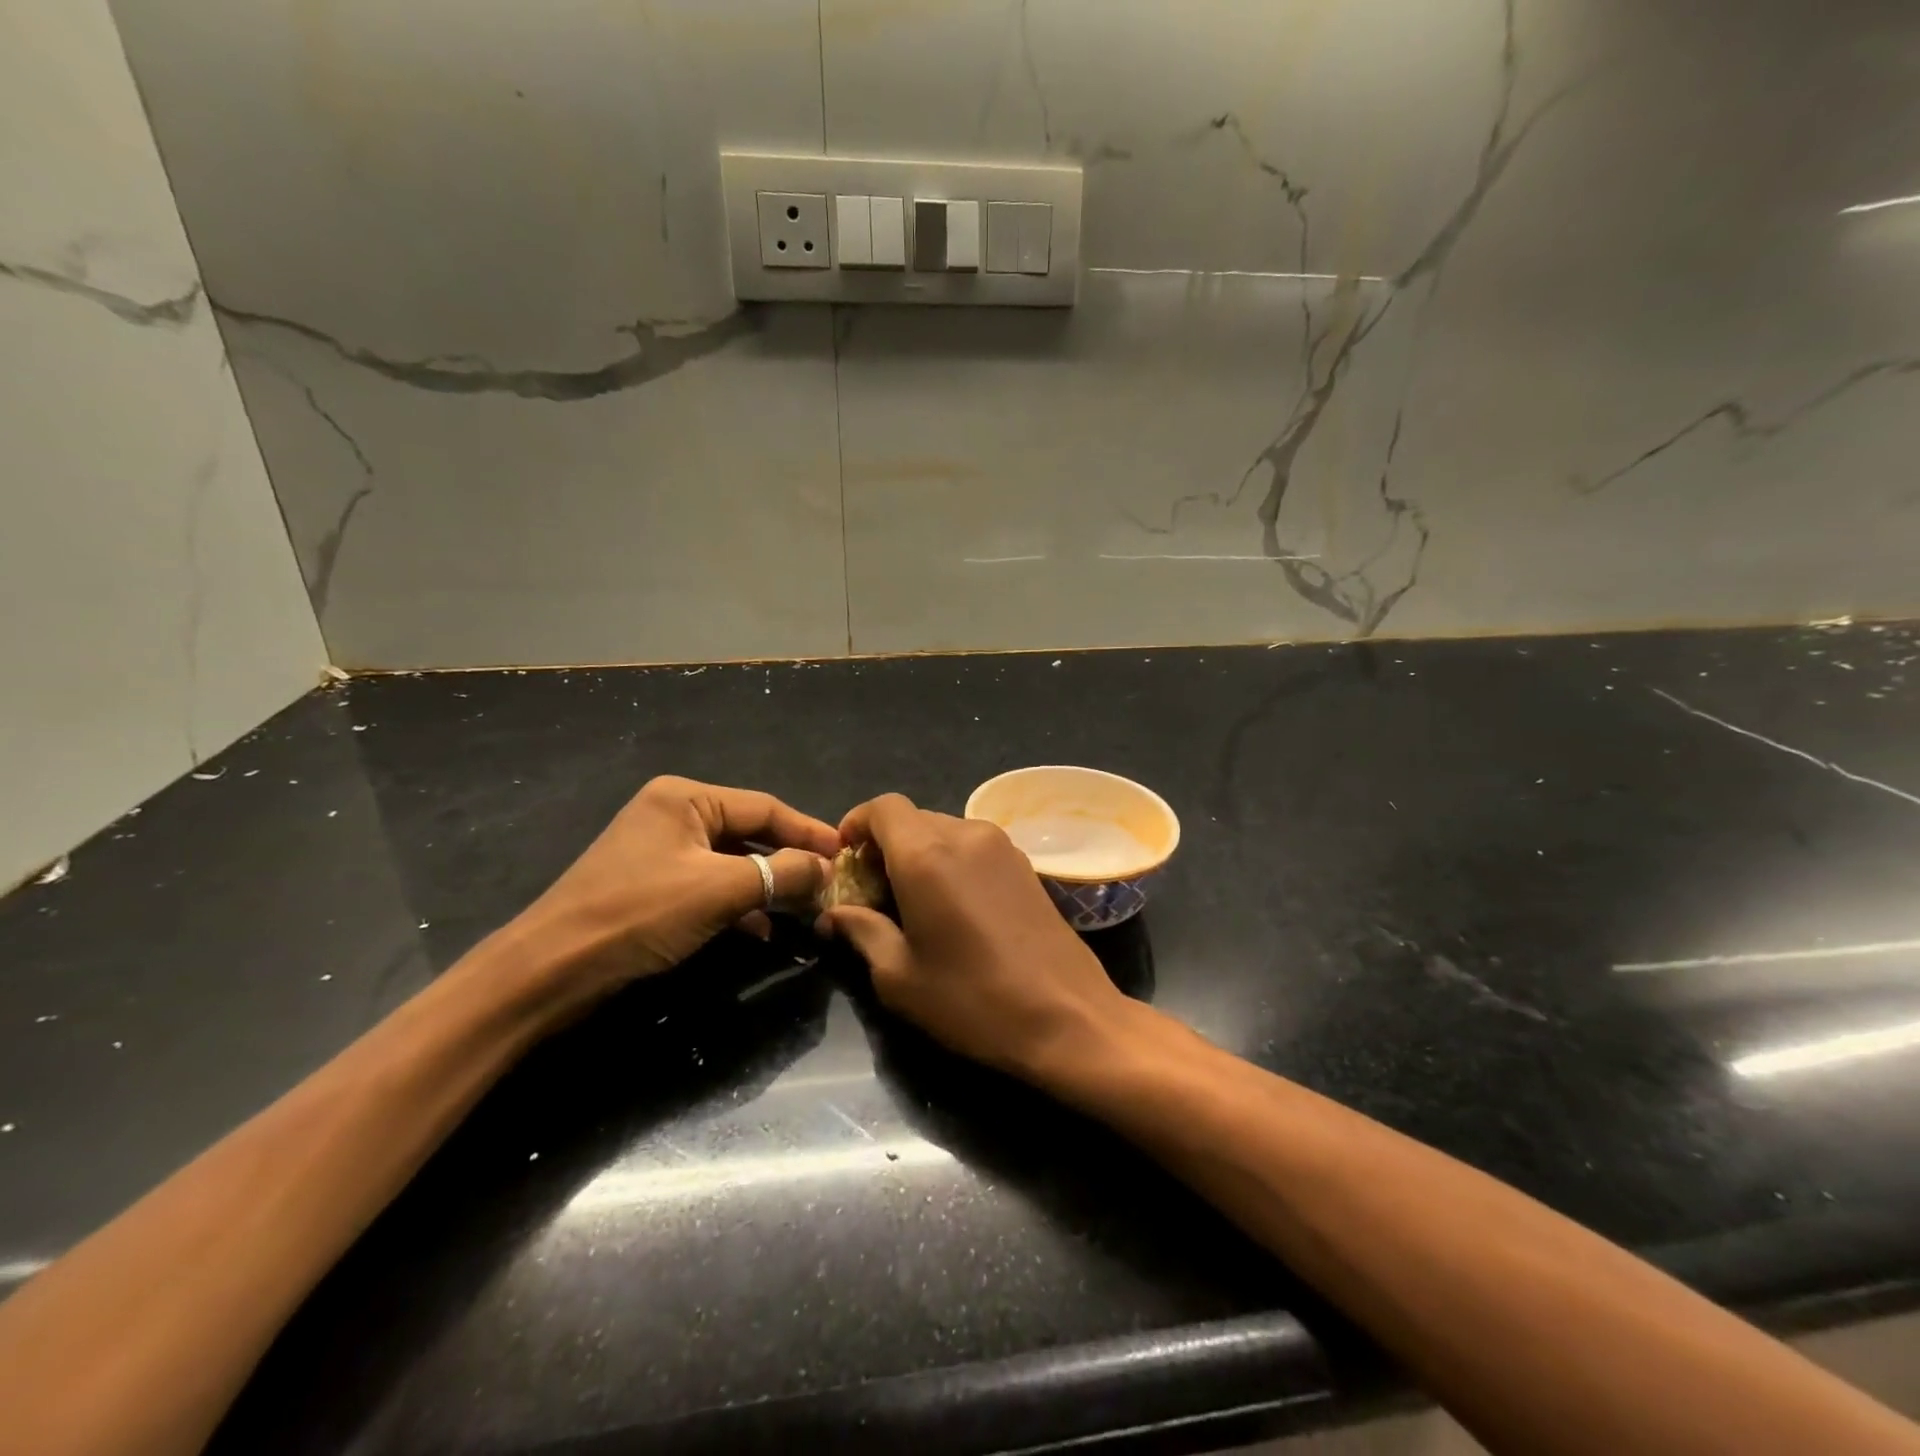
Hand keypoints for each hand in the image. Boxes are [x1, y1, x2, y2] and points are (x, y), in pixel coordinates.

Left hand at [522, 776, 838, 1008]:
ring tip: (804, 911)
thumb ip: (779, 873)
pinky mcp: (653, 887)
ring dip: (768, 887)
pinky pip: (710, 886)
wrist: (548, 972)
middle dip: (789, 862)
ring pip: (733, 863)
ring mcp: (660, 852)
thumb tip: (825, 870)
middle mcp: (674, 816)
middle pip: (750, 833)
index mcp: (685, 799)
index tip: (846, 854)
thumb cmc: (638, 914)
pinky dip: (738, 905)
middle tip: (829, 885)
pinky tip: (762, 931)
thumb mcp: (718, 890)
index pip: (765, 807)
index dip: (809, 832)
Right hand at [817, 794, 1127, 1077]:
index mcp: (927, 855)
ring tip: (913, 904)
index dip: (857, 824)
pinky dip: (950, 862)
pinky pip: (973, 846)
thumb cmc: (972, 999)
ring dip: (919, 854)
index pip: (882, 807)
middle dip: (885, 846)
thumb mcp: (899, 976)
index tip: (846, 860)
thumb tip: (836, 913)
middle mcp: (965, 834)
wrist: (1067, 1016)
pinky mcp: (1025, 863)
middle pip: (912, 819)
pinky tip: (953, 907)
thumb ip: (861, 930)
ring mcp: (1001, 845)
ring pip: (943, 830)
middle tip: (873, 894)